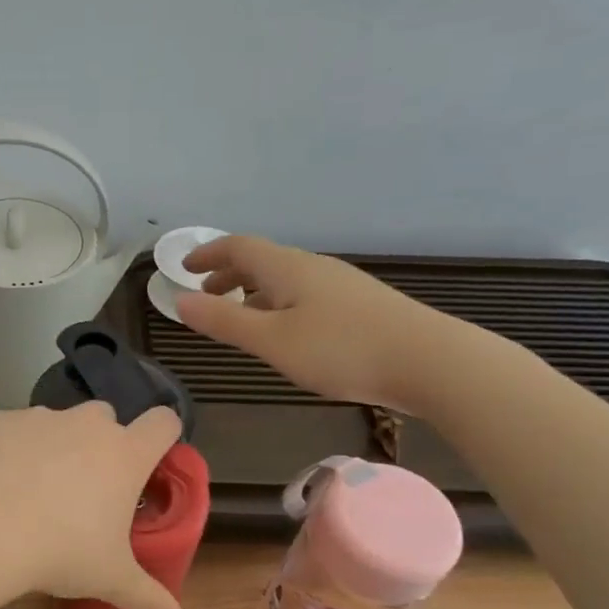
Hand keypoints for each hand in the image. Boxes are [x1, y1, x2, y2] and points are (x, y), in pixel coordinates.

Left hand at [0, 401, 184, 608]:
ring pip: (58, 422)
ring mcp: (42, 418)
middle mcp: (87, 425)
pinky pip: (14, 429)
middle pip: (106, 416)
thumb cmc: (62, 550)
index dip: (162, 434)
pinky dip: (12, 448)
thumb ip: (147, 599)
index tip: (152, 456)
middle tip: (87, 486)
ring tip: (35, 487)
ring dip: (55, 444)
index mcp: (125, 455)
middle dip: (100, 441)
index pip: (163, 423)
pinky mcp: (1, 422)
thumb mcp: (110, 580)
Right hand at [177, 235, 460, 412]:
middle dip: (228, 273)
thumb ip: (224, 321)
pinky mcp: (359, 304)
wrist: (429, 361)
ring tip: (239, 313)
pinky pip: (303, 292)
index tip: (184, 267)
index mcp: (287, 268)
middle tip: (205, 295)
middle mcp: (312, 267)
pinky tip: (285, 329)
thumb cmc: (341, 350)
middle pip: (262, 259)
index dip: (208, 254)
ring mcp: (340, 284)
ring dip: (253, 289)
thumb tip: (178, 301)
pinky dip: (278, 302)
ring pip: (284, 278)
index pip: (238, 247)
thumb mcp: (271, 341)